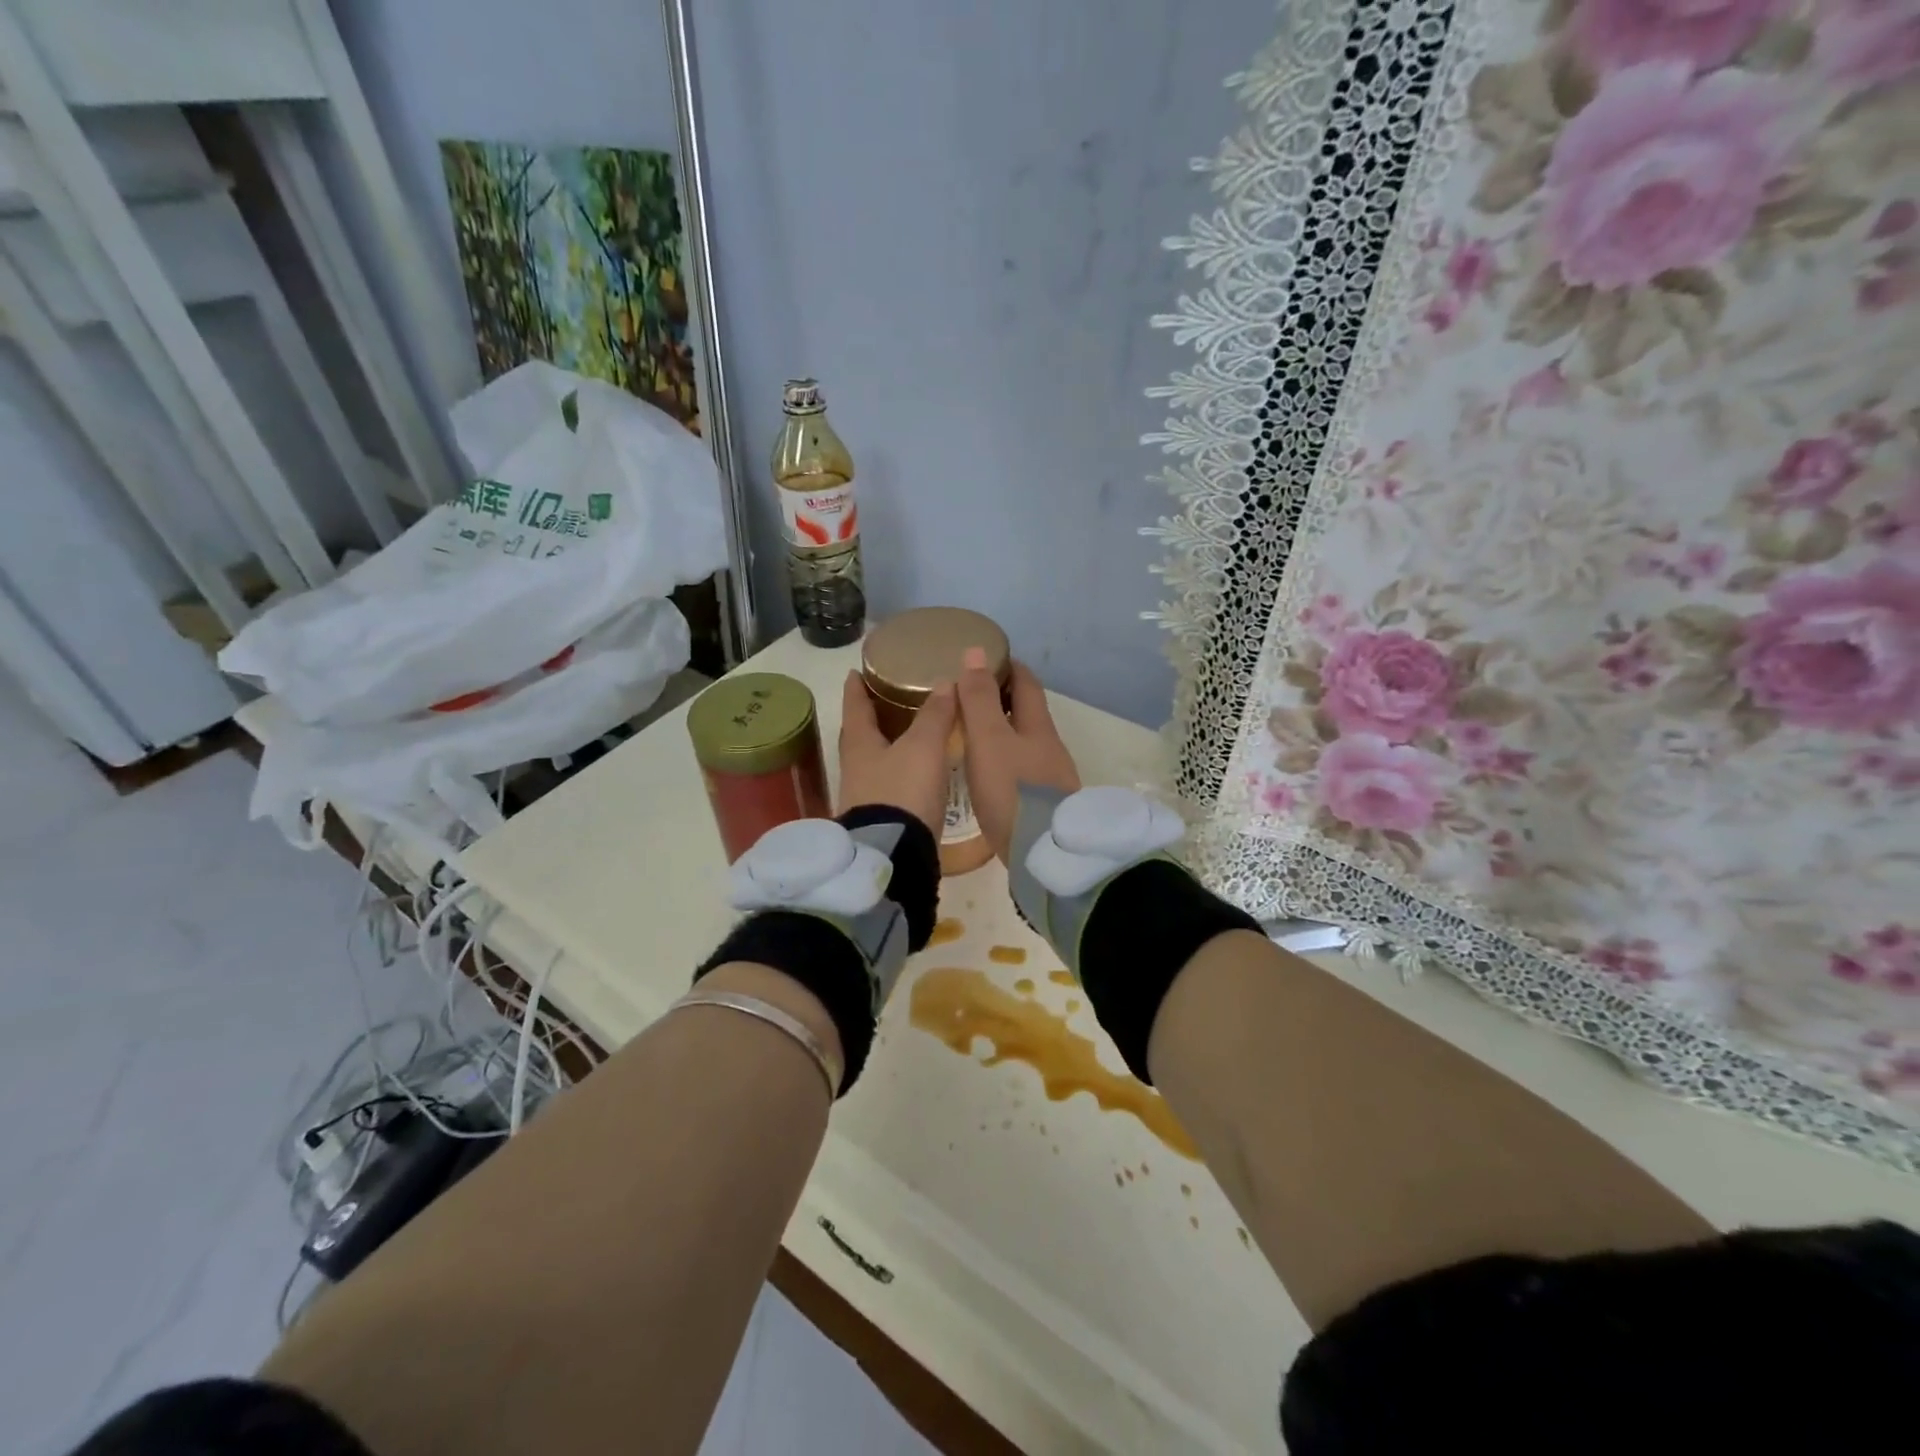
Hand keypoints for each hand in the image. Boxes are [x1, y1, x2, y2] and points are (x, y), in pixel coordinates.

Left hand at [837, 670, 954, 836]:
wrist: (894, 855)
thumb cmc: (903, 792)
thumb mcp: (923, 748)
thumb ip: (934, 715)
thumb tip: (944, 681)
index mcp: (860, 745)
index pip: (854, 707)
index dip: (855, 688)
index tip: (854, 672)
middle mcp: (856, 768)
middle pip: (860, 735)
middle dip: (872, 717)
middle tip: (886, 700)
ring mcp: (864, 796)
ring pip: (874, 761)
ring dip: (887, 747)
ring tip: (908, 734)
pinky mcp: (879, 819)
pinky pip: (887, 784)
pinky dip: (899, 772)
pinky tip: (916, 773)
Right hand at [955, 651, 1080, 864]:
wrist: (1045, 854)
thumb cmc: (1013, 790)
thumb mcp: (989, 739)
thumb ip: (980, 699)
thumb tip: (976, 651)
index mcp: (1038, 726)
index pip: (1026, 683)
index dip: (1007, 667)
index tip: (986, 659)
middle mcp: (1050, 748)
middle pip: (1028, 713)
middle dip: (1004, 699)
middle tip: (971, 696)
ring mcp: (1051, 778)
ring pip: (1026, 743)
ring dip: (1003, 733)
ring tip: (972, 735)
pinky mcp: (1045, 806)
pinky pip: (1024, 770)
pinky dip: (1006, 761)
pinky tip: (989, 775)